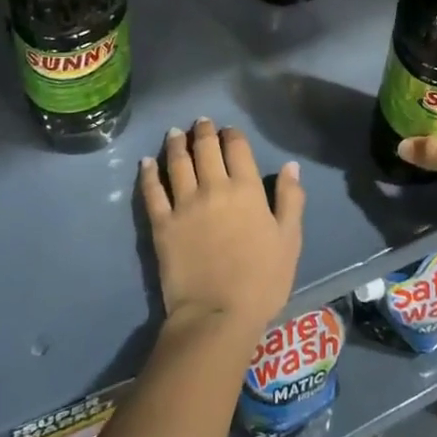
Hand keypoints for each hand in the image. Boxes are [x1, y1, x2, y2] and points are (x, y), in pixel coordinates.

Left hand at [140, 117, 304, 340]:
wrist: (218, 314)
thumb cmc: (262, 280)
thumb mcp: (290, 240)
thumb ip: (290, 199)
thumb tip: (290, 165)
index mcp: (247, 190)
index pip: (237, 148)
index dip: (232, 134)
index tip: (228, 129)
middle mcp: (214, 188)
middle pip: (206, 149)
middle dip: (204, 131)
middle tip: (201, 122)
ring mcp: (184, 204)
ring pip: (177, 163)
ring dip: (176, 144)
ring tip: (175, 133)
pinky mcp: (161, 224)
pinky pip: (152, 191)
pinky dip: (148, 173)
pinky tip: (146, 162)